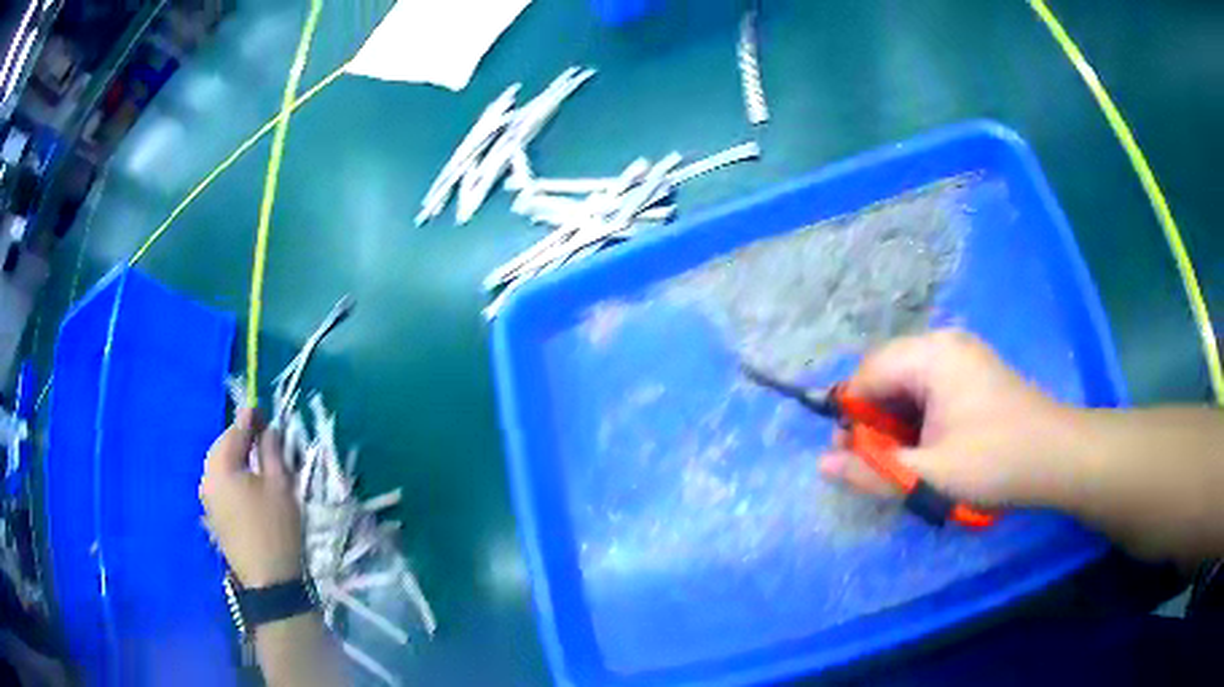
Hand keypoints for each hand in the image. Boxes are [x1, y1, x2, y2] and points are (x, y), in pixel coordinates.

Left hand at [200, 408, 303, 586]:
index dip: (250, 419)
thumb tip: (266, 429)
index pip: (234, 431)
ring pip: (219, 466)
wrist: (269, 581)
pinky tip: (246, 484)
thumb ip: (271, 450)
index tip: (263, 411)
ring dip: (235, 458)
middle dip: (240, 439)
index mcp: (220, 467)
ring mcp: (206, 499)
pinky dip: (231, 477)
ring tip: (255, 460)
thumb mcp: (280, 485)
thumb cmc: (275, 528)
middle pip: (222, 448)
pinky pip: (219, 484)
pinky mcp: (212, 516)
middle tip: (262, 436)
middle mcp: (206, 479)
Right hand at [819, 330, 1079, 506]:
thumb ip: (872, 470)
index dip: (852, 415)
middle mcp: (944, 344)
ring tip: (907, 460)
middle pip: (887, 374)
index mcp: (931, 355)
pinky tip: (931, 447)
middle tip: (879, 463)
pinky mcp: (974, 372)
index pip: (868, 373)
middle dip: (875, 420)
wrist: (1056, 457)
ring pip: (909, 384)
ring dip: (898, 422)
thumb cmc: (994, 462)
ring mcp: (962, 356)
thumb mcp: (929, 476)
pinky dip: (920, 418)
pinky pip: (931, 388)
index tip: (852, 457)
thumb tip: (822, 464)